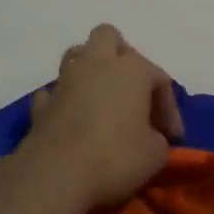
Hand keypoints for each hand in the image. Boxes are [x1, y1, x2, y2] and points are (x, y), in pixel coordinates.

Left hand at [22, 24, 183, 210]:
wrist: (55, 176)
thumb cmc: (115, 158)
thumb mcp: (156, 154)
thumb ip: (159, 138)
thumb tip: (152, 138)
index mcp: (131, 69)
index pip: (159, 77)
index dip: (170, 107)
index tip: (173, 138)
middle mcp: (96, 64)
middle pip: (108, 37)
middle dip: (122, 57)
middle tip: (132, 90)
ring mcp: (64, 81)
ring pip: (77, 56)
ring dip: (90, 72)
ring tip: (102, 100)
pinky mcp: (41, 104)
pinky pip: (54, 92)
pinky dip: (64, 101)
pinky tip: (72, 119)